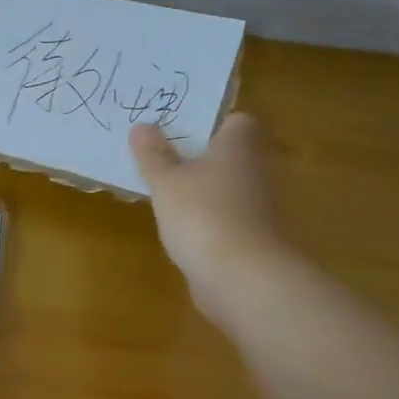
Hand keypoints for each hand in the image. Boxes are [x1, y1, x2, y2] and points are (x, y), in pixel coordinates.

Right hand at [129, 113, 286, 324]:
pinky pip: (227, 218)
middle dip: (202, 157)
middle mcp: (255, 172)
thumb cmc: (202, 214)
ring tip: (166, 192)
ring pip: (228, 187)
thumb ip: (153, 155)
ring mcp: (257, 208)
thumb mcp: (166, 181)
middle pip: (232, 155)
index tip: (182, 130)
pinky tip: (181, 228)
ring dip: (204, 190)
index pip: (238, 121)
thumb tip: (142, 125)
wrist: (241, 277)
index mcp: (238, 147)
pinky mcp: (252, 239)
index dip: (213, 123)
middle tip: (163, 157)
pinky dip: (208, 219)